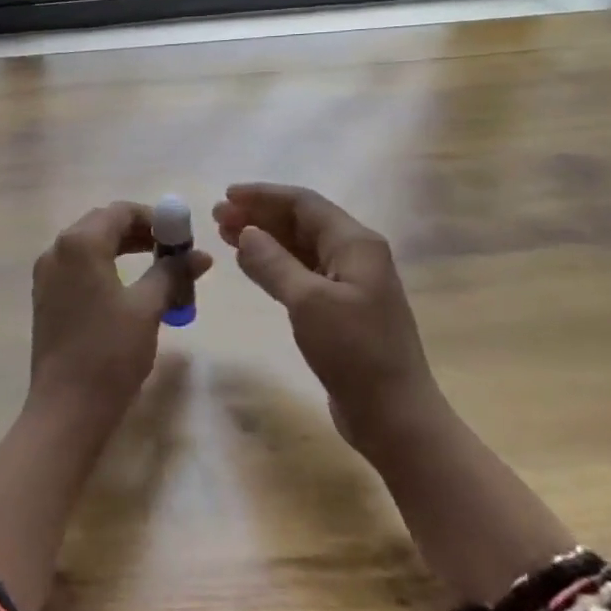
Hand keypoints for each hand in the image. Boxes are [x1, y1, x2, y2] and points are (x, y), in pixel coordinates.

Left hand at [28, 202, 212, 427]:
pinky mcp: (46, 298)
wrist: (66, 407)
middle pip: (102, 225)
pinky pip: (79, 269)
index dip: (155, 219)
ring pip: (90, 247)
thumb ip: (172, 273)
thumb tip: (200, 255)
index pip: (120, 212)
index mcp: (79, 243)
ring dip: (124, 250)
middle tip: (174, 252)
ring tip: (160, 269)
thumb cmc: (109, 352)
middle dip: (140, 233)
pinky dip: (106, 268)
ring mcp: (47, 275)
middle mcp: (57, 250)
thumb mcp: (147, 308)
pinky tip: (131, 290)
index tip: (182, 237)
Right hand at [213, 183, 439, 453]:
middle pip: (301, 223)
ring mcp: (349, 284)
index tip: (226, 195)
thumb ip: (274, 263)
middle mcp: (355, 256)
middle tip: (217, 217)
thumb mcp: (308, 302)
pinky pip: (301, 273)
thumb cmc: (354, 352)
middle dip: (260, 215)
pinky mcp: (339, 310)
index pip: (304, 204)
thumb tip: (246, 232)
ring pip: (299, 248)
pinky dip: (273, 264)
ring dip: (264, 238)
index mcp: (356, 244)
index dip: (264, 195)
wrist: (393, 415)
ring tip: (225, 234)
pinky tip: (250, 264)